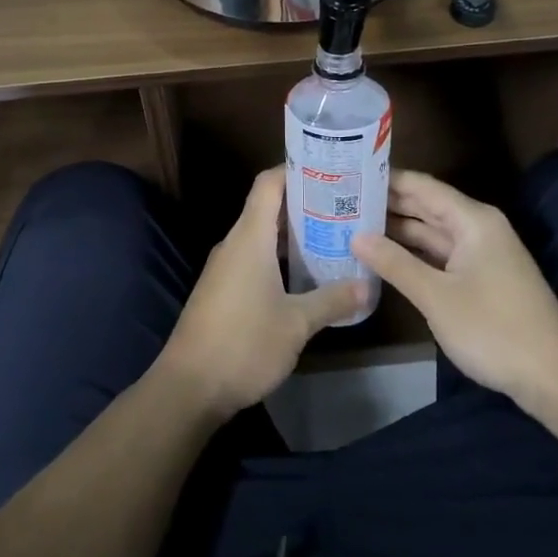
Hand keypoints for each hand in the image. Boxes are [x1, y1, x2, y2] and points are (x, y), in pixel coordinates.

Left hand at [156, 167, 369, 420]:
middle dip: (304, 203)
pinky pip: (253, 258)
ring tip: (333, 236)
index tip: (330, 171)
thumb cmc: (244, 344)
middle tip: (344, 206)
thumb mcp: (297, 324)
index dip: (296, 170)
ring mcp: (225, 267)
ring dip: (293, 234)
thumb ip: (332, 300)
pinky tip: (305, 275)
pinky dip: (279, 257)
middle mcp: (234, 243)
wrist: (189, 387)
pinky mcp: (222, 289)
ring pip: (262, 235)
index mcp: (249, 238)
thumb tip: (368, 286)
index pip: (268, 183)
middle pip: (267, 207)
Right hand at [352, 169, 557, 411]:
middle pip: (425, 206)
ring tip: (351, 224)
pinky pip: (439, 255)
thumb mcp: (437, 296)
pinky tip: (383, 257)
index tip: (346, 175)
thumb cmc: (494, 329)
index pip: (421, 185)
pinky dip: (413, 254)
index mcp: (472, 219)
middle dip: (386, 204)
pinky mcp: (480, 279)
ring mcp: (480, 254)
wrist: (555, 378)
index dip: (385, 179)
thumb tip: (355, 236)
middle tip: (339, 200)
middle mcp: (477, 228)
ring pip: (431, 232)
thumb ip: (394, 263)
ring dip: (396, 231)